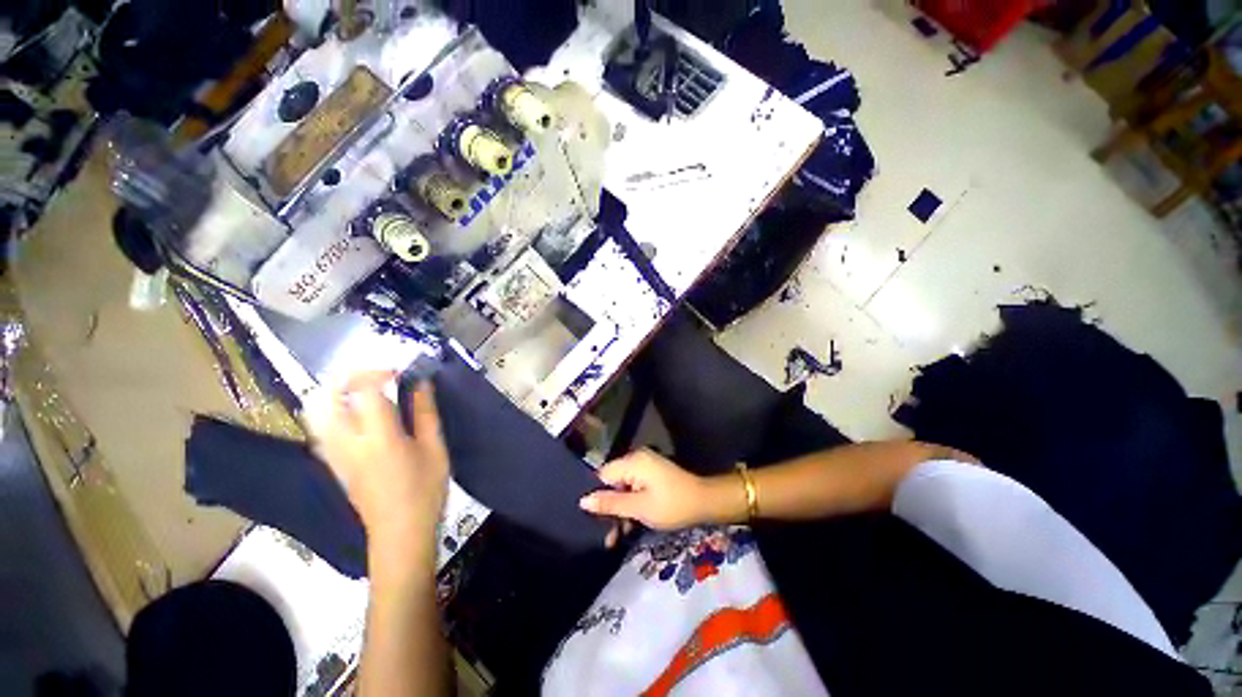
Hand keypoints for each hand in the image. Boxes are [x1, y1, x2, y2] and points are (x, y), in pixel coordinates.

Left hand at [304, 371, 449, 547]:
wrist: (399, 531)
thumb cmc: (425, 489)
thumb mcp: (434, 448)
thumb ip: (425, 412)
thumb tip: (421, 383)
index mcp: (378, 437)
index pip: (364, 390)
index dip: (379, 372)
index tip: (401, 372)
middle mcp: (347, 441)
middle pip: (326, 396)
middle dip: (348, 377)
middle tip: (377, 377)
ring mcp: (334, 453)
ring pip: (315, 411)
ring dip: (336, 393)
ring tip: (365, 391)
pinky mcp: (331, 463)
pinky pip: (320, 427)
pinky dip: (332, 411)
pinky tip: (356, 415)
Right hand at [579, 449, 734, 541]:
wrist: (705, 502)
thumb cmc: (671, 505)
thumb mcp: (639, 508)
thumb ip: (611, 504)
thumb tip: (583, 501)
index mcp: (632, 462)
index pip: (603, 475)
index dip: (597, 496)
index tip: (594, 520)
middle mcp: (637, 459)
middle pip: (613, 482)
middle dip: (609, 509)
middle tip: (608, 537)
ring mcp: (646, 467)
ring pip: (623, 488)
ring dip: (621, 511)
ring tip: (617, 538)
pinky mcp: (653, 475)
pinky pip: (634, 488)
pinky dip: (632, 505)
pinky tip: (630, 526)